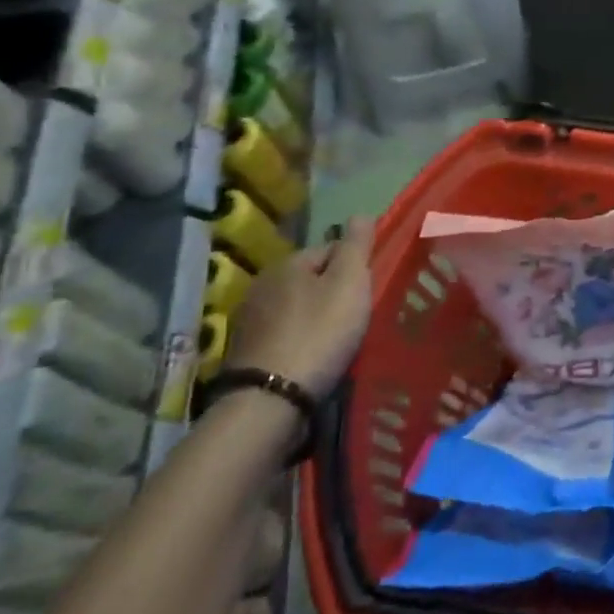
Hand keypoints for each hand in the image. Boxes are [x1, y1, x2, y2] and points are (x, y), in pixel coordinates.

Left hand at [228, 216, 374, 398]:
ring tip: (337, 340)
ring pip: (296, 308)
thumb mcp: (349, 282)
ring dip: (314, 318)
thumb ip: (356, 246)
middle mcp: (262, 285)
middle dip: (332, 292)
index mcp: (287, 263)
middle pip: (311, 279)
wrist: (272, 399)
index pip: (330, 250)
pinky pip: (283, 335)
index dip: (354, 267)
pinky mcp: (245, 353)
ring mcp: (248, 321)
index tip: (367, 291)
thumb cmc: (319, 332)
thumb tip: (359, 213)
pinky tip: (312, 357)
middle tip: (356, 316)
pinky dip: (299, 341)